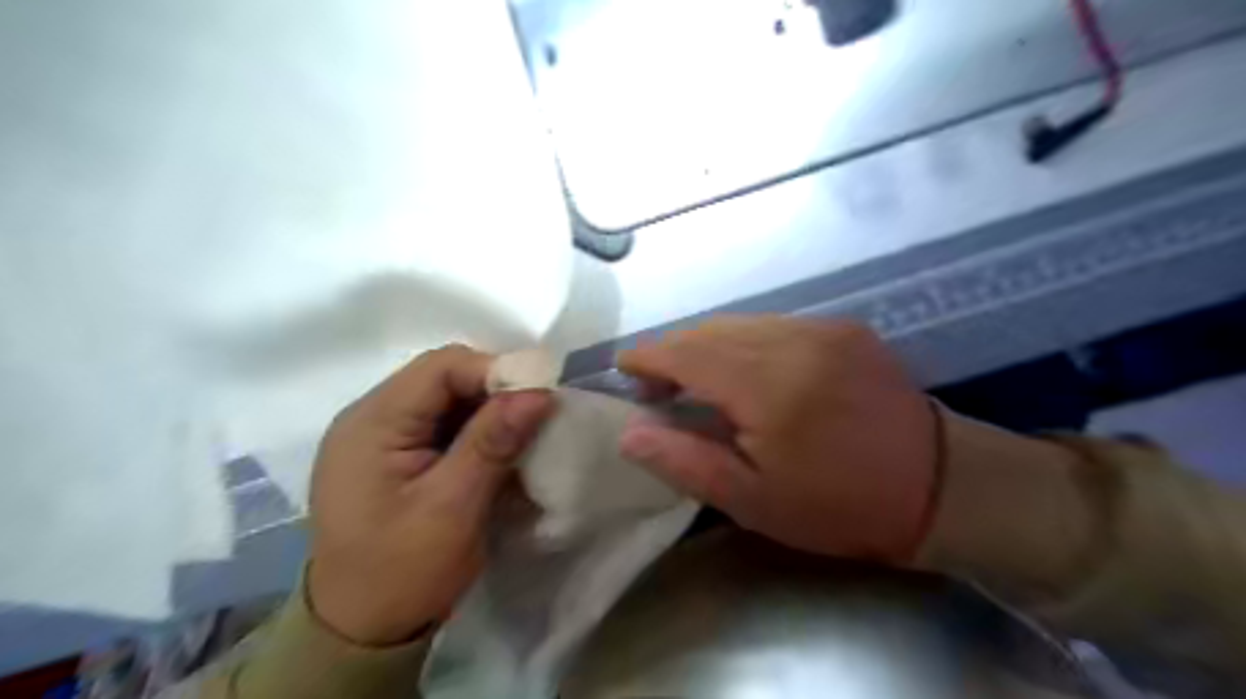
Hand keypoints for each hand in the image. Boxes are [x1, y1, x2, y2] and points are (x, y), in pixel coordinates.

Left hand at [304, 347, 551, 645]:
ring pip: (450, 400)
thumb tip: (539, 392)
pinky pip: (446, 425)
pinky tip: (501, 453)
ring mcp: (383, 437)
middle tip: (538, 417)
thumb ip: (493, 442)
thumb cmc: (402, 572)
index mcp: (372, 424)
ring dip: (490, 413)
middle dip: (496, 392)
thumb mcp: (453, 507)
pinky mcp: (398, 455)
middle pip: (445, 378)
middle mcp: (372, 418)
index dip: (495, 371)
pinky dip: (478, 433)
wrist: (362, 631)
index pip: (441, 367)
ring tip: (525, 436)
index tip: (541, 395)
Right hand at [616, 317, 939, 563]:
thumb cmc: (838, 506)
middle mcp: (793, 341)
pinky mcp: (843, 327)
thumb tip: (630, 432)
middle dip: (674, 352)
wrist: (939, 485)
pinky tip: (744, 372)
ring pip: (741, 323)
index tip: (625, 369)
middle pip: (710, 331)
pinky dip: (744, 342)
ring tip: (696, 381)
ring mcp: (823, 328)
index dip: (649, 357)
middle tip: (658, 388)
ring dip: (707, 346)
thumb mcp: (753, 501)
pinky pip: (773, 325)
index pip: (687, 353)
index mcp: (768, 386)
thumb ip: (685, 462)